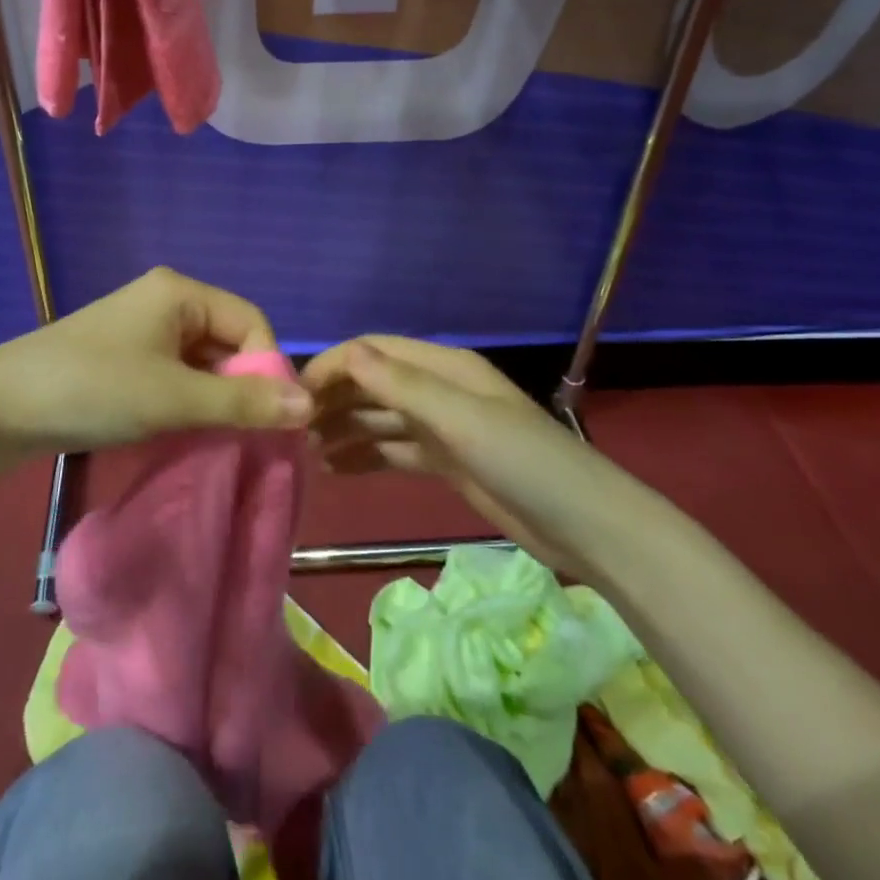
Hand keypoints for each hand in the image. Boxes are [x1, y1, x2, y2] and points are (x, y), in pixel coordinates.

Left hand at [0, 268, 314, 458]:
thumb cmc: (94, 389)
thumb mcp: (174, 398)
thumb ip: (243, 403)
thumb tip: (311, 405)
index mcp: (181, 292)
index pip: (251, 322)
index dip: (267, 368)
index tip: (270, 420)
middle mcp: (166, 300)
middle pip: (227, 341)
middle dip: (241, 388)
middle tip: (245, 437)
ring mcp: (142, 328)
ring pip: (201, 362)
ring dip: (214, 399)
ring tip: (216, 440)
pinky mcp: (125, 355)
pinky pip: (175, 373)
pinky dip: (187, 401)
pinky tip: (184, 432)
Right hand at [302, 336, 597, 573]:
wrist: (586, 527)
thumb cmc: (523, 461)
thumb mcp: (460, 418)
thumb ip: (401, 386)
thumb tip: (345, 353)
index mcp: (443, 366)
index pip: (373, 352)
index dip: (333, 366)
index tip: (294, 396)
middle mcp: (439, 388)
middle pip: (373, 382)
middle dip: (333, 399)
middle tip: (293, 430)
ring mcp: (443, 426)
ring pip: (380, 417)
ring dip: (344, 428)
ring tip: (306, 452)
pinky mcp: (447, 462)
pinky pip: (394, 450)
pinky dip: (365, 455)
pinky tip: (335, 470)